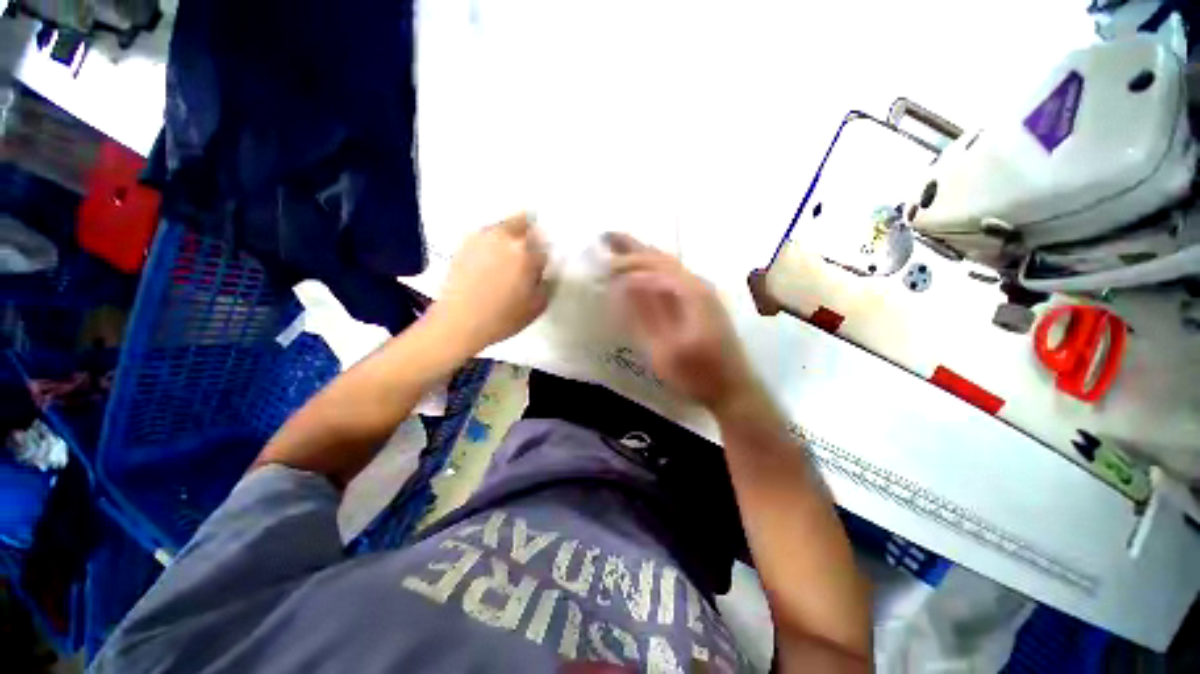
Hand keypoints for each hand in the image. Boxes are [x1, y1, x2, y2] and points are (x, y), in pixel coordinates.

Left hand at [431, 213, 549, 352]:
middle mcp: (506, 238)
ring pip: (504, 225)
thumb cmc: (503, 317)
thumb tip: (540, 273)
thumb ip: (545, 284)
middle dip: (530, 234)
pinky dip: (492, 241)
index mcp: (527, 253)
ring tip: (507, 255)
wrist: (460, 322)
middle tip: (528, 252)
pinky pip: (486, 235)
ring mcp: (483, 237)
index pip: (544, 247)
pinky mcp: (465, 243)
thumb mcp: (537, 306)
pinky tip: (490, 260)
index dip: (543, 259)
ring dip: (511, 234)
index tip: (539, 269)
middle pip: (524, 221)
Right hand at [607, 233, 758, 413]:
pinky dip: (654, 267)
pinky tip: (644, 271)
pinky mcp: (703, 301)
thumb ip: (645, 315)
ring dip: (644, 254)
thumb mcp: (665, 350)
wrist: (733, 388)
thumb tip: (625, 285)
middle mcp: (698, 284)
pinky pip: (673, 275)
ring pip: (669, 264)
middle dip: (633, 247)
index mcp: (690, 293)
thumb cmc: (697, 373)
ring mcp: (703, 291)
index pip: (653, 266)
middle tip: (607, 237)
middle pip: (662, 257)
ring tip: (620, 246)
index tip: (602, 266)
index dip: (626, 263)